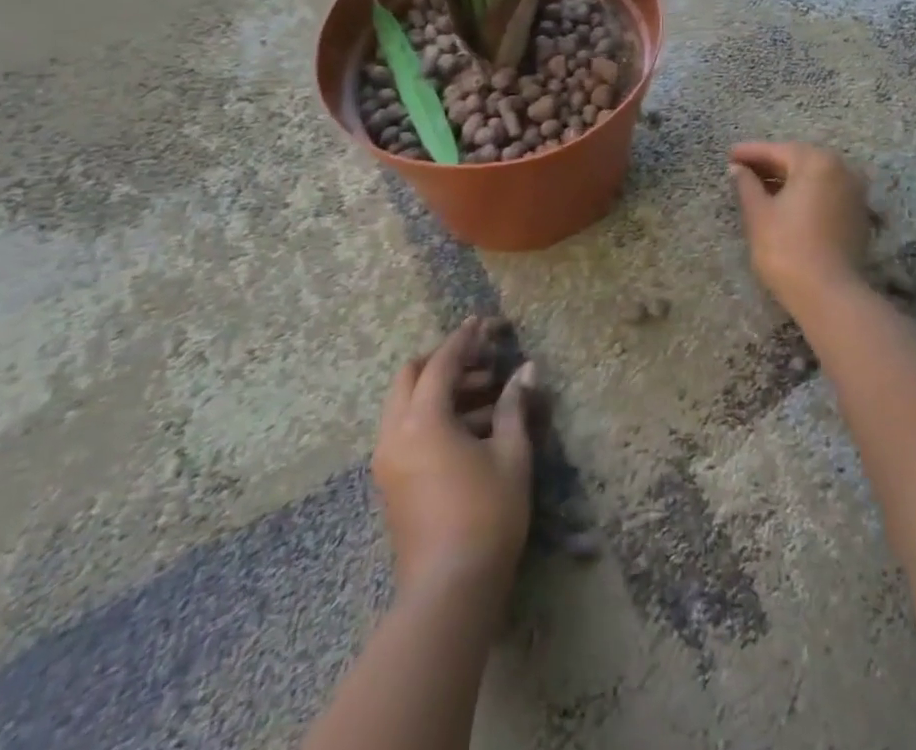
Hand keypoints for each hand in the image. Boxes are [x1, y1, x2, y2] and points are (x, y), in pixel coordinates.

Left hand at [372, 318, 537, 598]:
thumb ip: (514, 407)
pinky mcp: (392, 484)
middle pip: (410, 377)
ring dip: (441, 390)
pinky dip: (433, 416)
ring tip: (488, 395)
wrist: (449, 592)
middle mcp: (395, 435)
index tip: (482, 322)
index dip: (463, 339)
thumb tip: (526, 371)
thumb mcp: (510, 455)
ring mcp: (388, 462)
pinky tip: (473, 429)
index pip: (441, 363)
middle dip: (444, 362)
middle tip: (482, 363)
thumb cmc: (487, 515)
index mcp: (422, 421)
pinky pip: (407, 431)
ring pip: (406, 405)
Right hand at [729, 141, 874, 314]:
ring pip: (814, 177)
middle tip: (741, 170)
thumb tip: (738, 169)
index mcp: (817, 162)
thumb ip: (747, 185)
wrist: (829, 295)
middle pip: (798, 160)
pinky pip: (826, 194)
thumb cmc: (786, 248)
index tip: (728, 155)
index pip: (777, 151)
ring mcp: (854, 192)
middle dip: (769, 164)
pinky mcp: (857, 215)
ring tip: (759, 188)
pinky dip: (805, 194)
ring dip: (787, 180)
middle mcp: (841, 169)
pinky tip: (785, 204)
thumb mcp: (758, 214)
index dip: (749, 153)